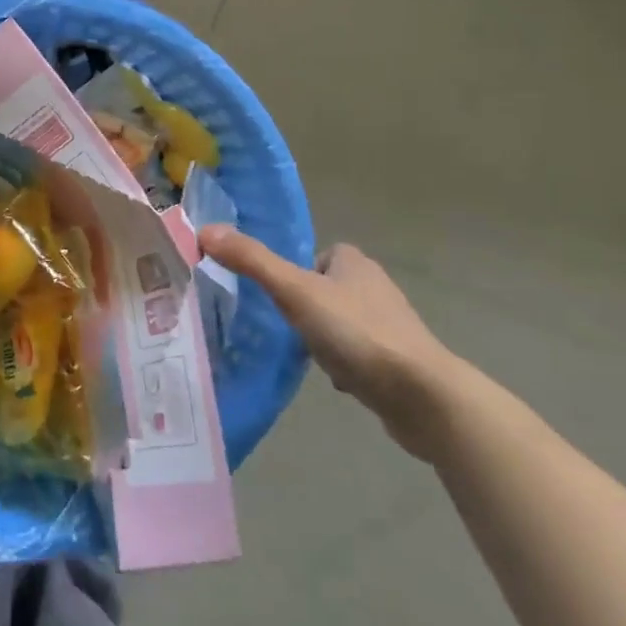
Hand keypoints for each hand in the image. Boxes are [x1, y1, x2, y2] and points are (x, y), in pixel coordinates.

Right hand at [199, 226, 465, 460]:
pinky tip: (335, 381)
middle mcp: (374, 286)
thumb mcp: (295, 291)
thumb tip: (204, 230)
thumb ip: (252, 261)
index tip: (276, 297)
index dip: (293, 273)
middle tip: (282, 328)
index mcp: (353, 261)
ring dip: (322, 338)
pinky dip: (343, 365)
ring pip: (339, 324)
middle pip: (324, 290)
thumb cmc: (356, 332)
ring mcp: (388, 325)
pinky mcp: (396, 361)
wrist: (421, 395)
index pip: (314, 256)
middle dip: (304, 309)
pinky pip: (357, 355)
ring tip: (305, 356)